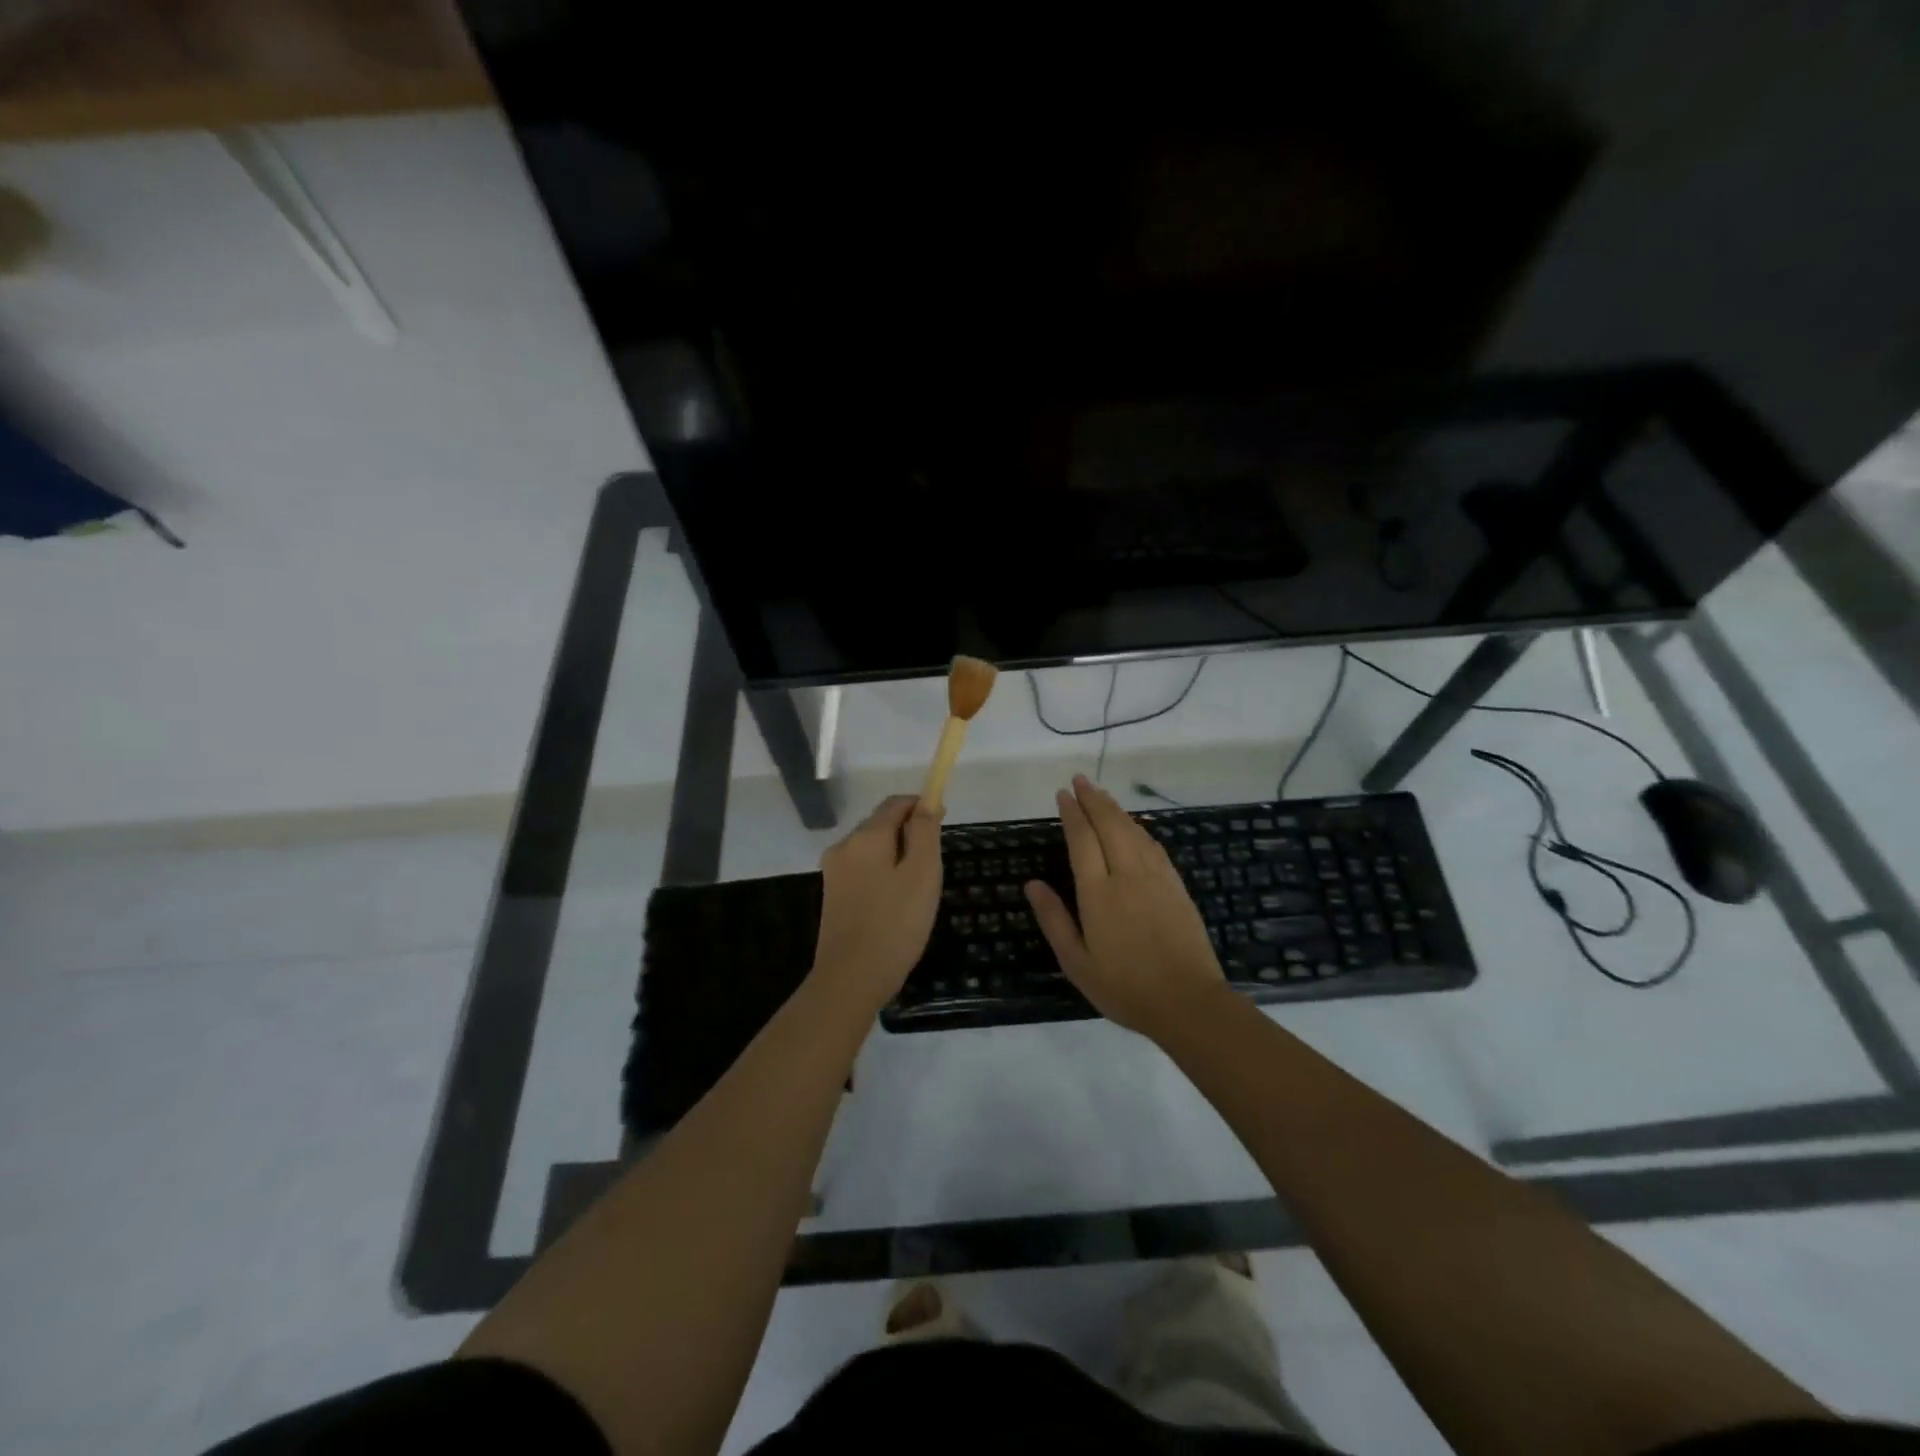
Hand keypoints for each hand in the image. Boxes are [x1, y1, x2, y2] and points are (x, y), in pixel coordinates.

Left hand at [810, 794, 943, 1013]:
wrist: (851, 979)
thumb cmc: (895, 924)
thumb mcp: (922, 873)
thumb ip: (925, 833)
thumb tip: (926, 803)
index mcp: (866, 836)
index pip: (896, 803)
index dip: (921, 806)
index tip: (943, 821)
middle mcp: (844, 846)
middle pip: (881, 824)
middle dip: (909, 833)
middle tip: (934, 865)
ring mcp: (834, 871)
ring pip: (872, 849)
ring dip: (897, 855)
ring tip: (918, 888)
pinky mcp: (832, 895)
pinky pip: (863, 870)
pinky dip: (883, 874)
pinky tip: (895, 903)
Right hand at [1024, 775, 1227, 1036]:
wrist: (1187, 1002)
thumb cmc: (1124, 987)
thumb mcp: (1077, 963)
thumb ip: (1054, 919)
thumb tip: (1032, 884)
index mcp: (1098, 893)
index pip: (1082, 840)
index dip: (1072, 813)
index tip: (1063, 794)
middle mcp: (1127, 875)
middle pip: (1109, 825)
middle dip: (1093, 799)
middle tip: (1080, 780)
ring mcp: (1156, 878)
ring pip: (1133, 831)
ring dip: (1115, 809)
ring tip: (1101, 795)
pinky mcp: (1176, 886)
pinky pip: (1154, 846)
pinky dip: (1139, 828)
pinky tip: (1134, 826)